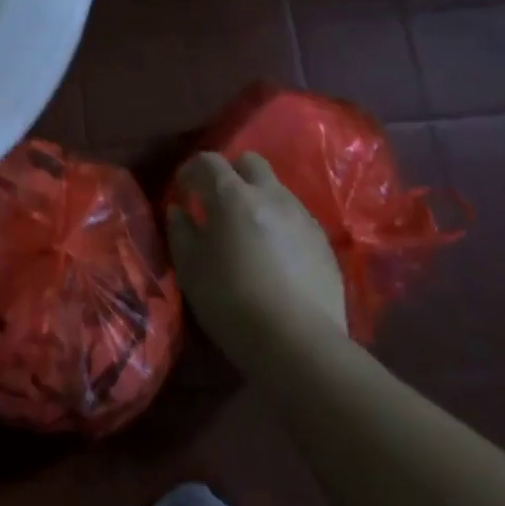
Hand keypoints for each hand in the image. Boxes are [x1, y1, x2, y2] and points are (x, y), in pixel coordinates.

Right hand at [168, 151, 349, 352]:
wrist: (299, 344)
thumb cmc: (232, 302)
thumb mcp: (190, 268)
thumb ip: (181, 231)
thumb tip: (180, 211)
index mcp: (232, 196)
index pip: (208, 161)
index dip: (191, 171)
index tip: (183, 192)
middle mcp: (270, 195)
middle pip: (250, 161)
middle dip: (230, 173)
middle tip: (217, 202)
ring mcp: (302, 217)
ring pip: (276, 188)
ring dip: (257, 198)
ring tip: (247, 231)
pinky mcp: (324, 242)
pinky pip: (296, 217)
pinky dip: (279, 223)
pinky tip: (274, 255)